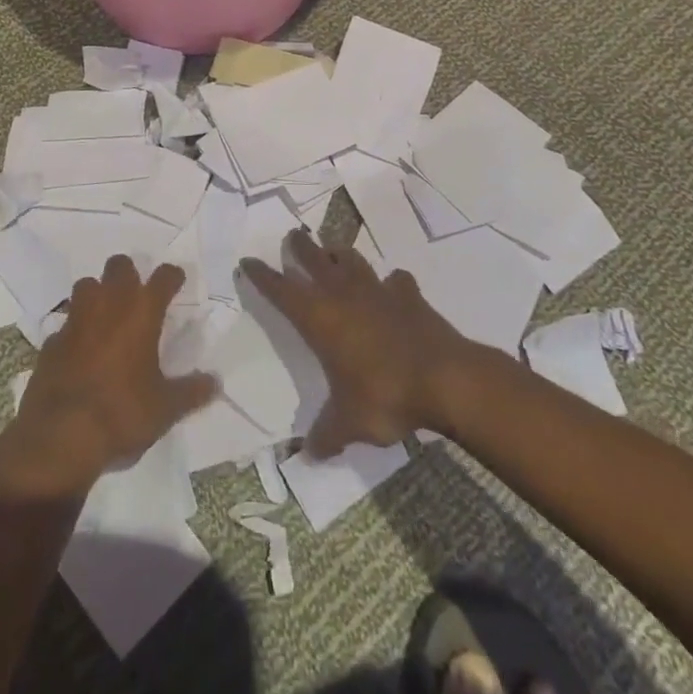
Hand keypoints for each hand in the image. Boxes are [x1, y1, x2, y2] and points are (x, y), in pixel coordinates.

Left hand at [0, 257, 215, 497]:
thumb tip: (215, 382)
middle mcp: (108, 305)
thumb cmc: (122, 413)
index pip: (163, 277)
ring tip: (107, 315)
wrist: (61, 436)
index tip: (176, 281)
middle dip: (129, 274)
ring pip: (86, 285)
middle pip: (119, 266)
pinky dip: (76, 330)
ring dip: (98, 293)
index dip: (172, 276)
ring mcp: (75, 319)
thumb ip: (191, 391)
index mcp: (141, 312)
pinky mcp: (51, 341)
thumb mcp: (165, 408)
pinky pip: (66, 323)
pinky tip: (80, 350)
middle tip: (137, 294)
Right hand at [241, 230, 481, 457]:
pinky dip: (391, 282)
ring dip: (340, 253)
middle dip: (300, 246)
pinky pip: (396, 280)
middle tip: (292, 236)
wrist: (445, 378)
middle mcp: (343, 294)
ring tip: (334, 251)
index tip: (248, 261)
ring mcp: (378, 290)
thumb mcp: (350, 423)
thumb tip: (308, 457)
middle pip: (314, 258)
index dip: (262, 275)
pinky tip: (392, 287)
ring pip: (352, 258)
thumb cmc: (385, 395)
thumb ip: (327, 435)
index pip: (280, 290)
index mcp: (319, 318)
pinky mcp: (409, 295)